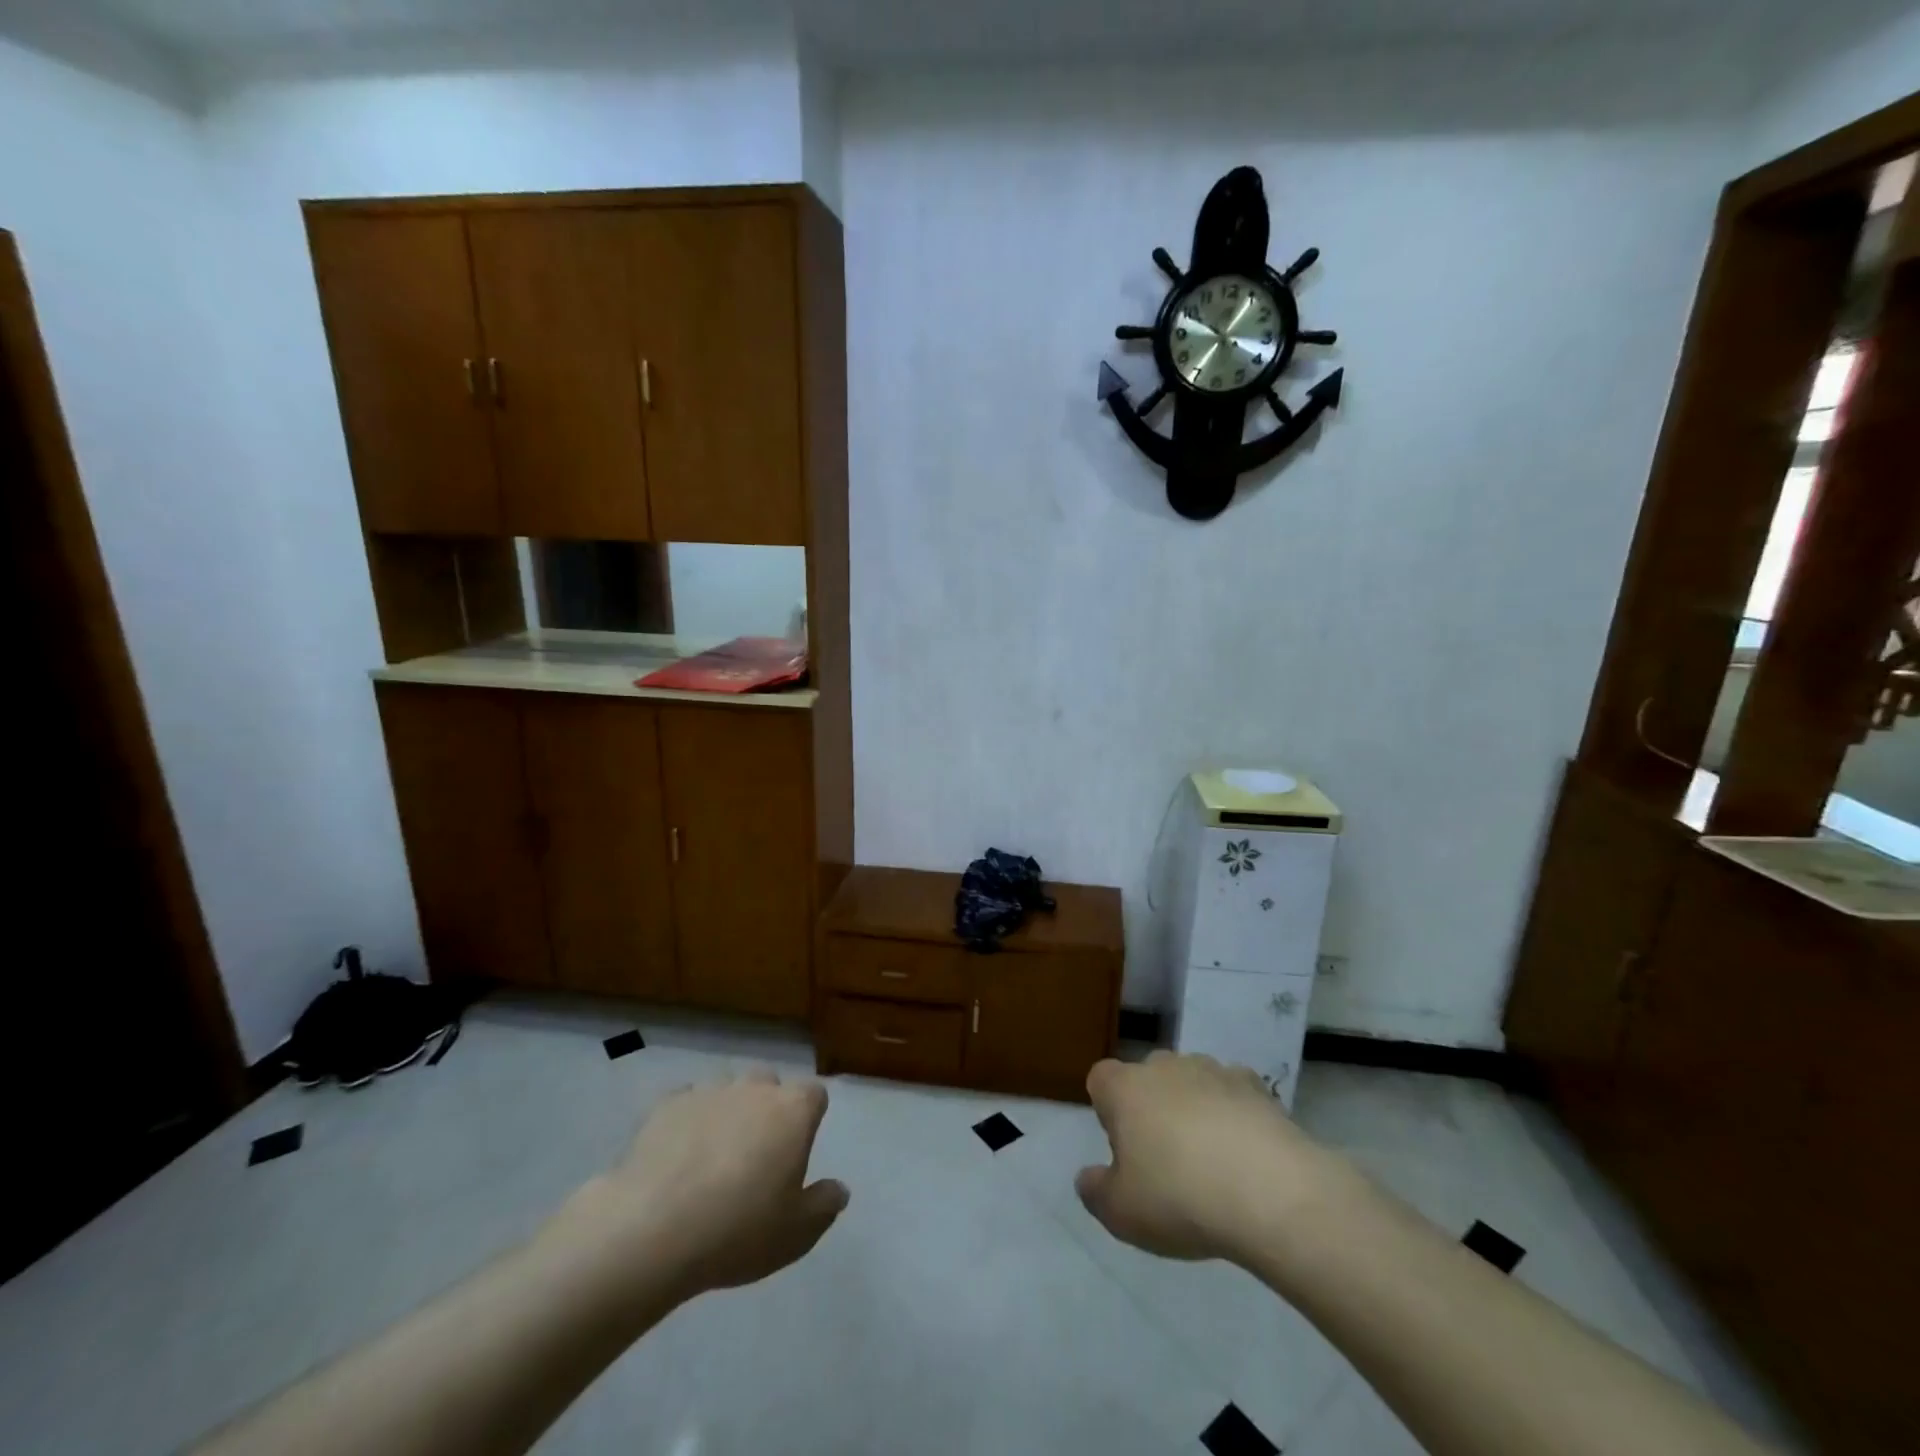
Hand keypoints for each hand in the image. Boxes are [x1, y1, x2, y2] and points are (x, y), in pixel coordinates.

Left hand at [552, 1069, 848, 1307]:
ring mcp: (709, 1091)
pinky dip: (687, 1120)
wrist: (653, 1229)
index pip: (814, 1095)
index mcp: (793, 1111)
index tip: (799, 1147)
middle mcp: (755, 1089)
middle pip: (769, 1084)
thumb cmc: (738, 1230)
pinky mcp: (667, 1105)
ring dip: (727, 1111)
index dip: (809, 1117)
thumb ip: (824, 1206)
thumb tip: (839, 1189)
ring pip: (727, 1090)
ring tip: (713, 1154)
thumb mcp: (796, 1234)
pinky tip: (677, 1154)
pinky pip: (686, 1102)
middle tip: (756, 1153)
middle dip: (766, 1107)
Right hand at [1075, 1051, 1357, 1264]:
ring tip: (1211, 1161)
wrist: (1271, 1191)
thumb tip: (1088, 1177)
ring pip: (1191, 1082)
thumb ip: (1095, 1192)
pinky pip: (1233, 1094)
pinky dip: (1234, 1115)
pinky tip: (1246, 1155)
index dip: (1107, 1109)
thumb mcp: (1121, 1213)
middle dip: (1152, 1107)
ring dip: (1194, 1109)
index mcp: (1124, 1088)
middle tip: (1165, 1159)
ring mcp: (1212, 1071)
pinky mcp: (1256, 1086)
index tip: (1123, 1148)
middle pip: (1148, 1077)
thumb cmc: (1179, 1197)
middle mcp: (1164, 1066)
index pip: (1101, 1080)